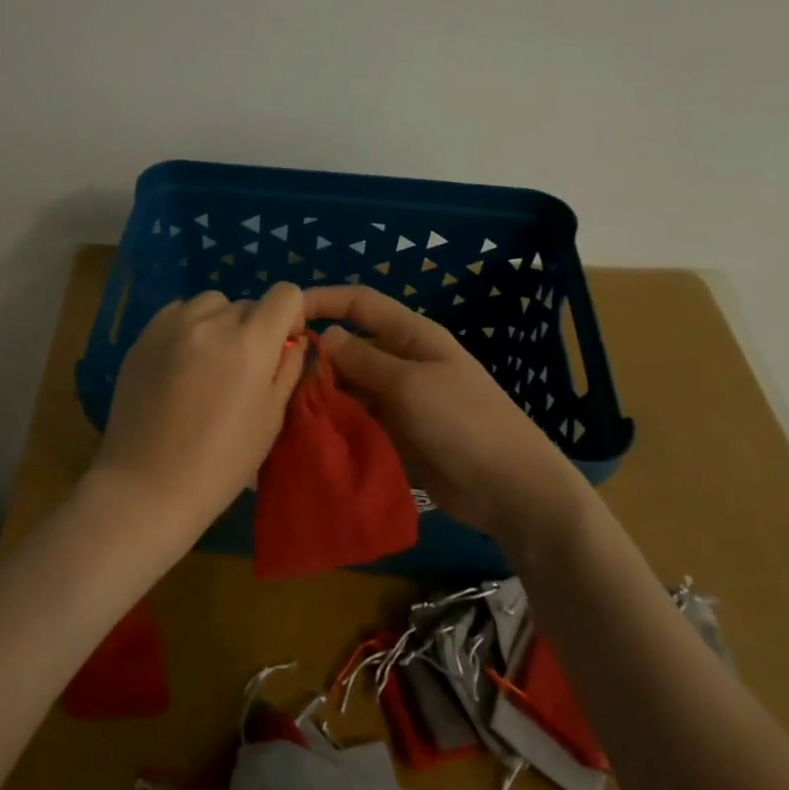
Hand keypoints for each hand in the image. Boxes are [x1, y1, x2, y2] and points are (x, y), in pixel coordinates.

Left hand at [89, 282, 307, 563]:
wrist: (147, 486)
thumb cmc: (220, 463)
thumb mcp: (269, 420)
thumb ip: (287, 371)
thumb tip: (294, 341)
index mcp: (249, 343)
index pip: (285, 294)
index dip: (291, 315)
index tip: (283, 346)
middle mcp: (210, 322)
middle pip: (247, 302)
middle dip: (255, 328)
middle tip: (244, 369)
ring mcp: (170, 326)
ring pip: (210, 303)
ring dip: (220, 322)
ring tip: (210, 362)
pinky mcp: (142, 337)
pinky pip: (176, 313)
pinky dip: (188, 327)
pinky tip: (182, 362)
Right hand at [300, 285, 589, 536]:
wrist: (509, 489)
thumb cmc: (463, 422)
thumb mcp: (410, 384)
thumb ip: (364, 359)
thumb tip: (326, 335)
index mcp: (411, 336)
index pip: (359, 303)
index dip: (322, 301)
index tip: (283, 315)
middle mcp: (401, 362)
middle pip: (349, 347)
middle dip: (315, 358)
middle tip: (279, 380)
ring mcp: (398, 400)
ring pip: (348, 386)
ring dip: (322, 394)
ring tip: (287, 410)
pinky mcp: (394, 433)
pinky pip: (356, 419)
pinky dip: (334, 422)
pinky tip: (307, 433)